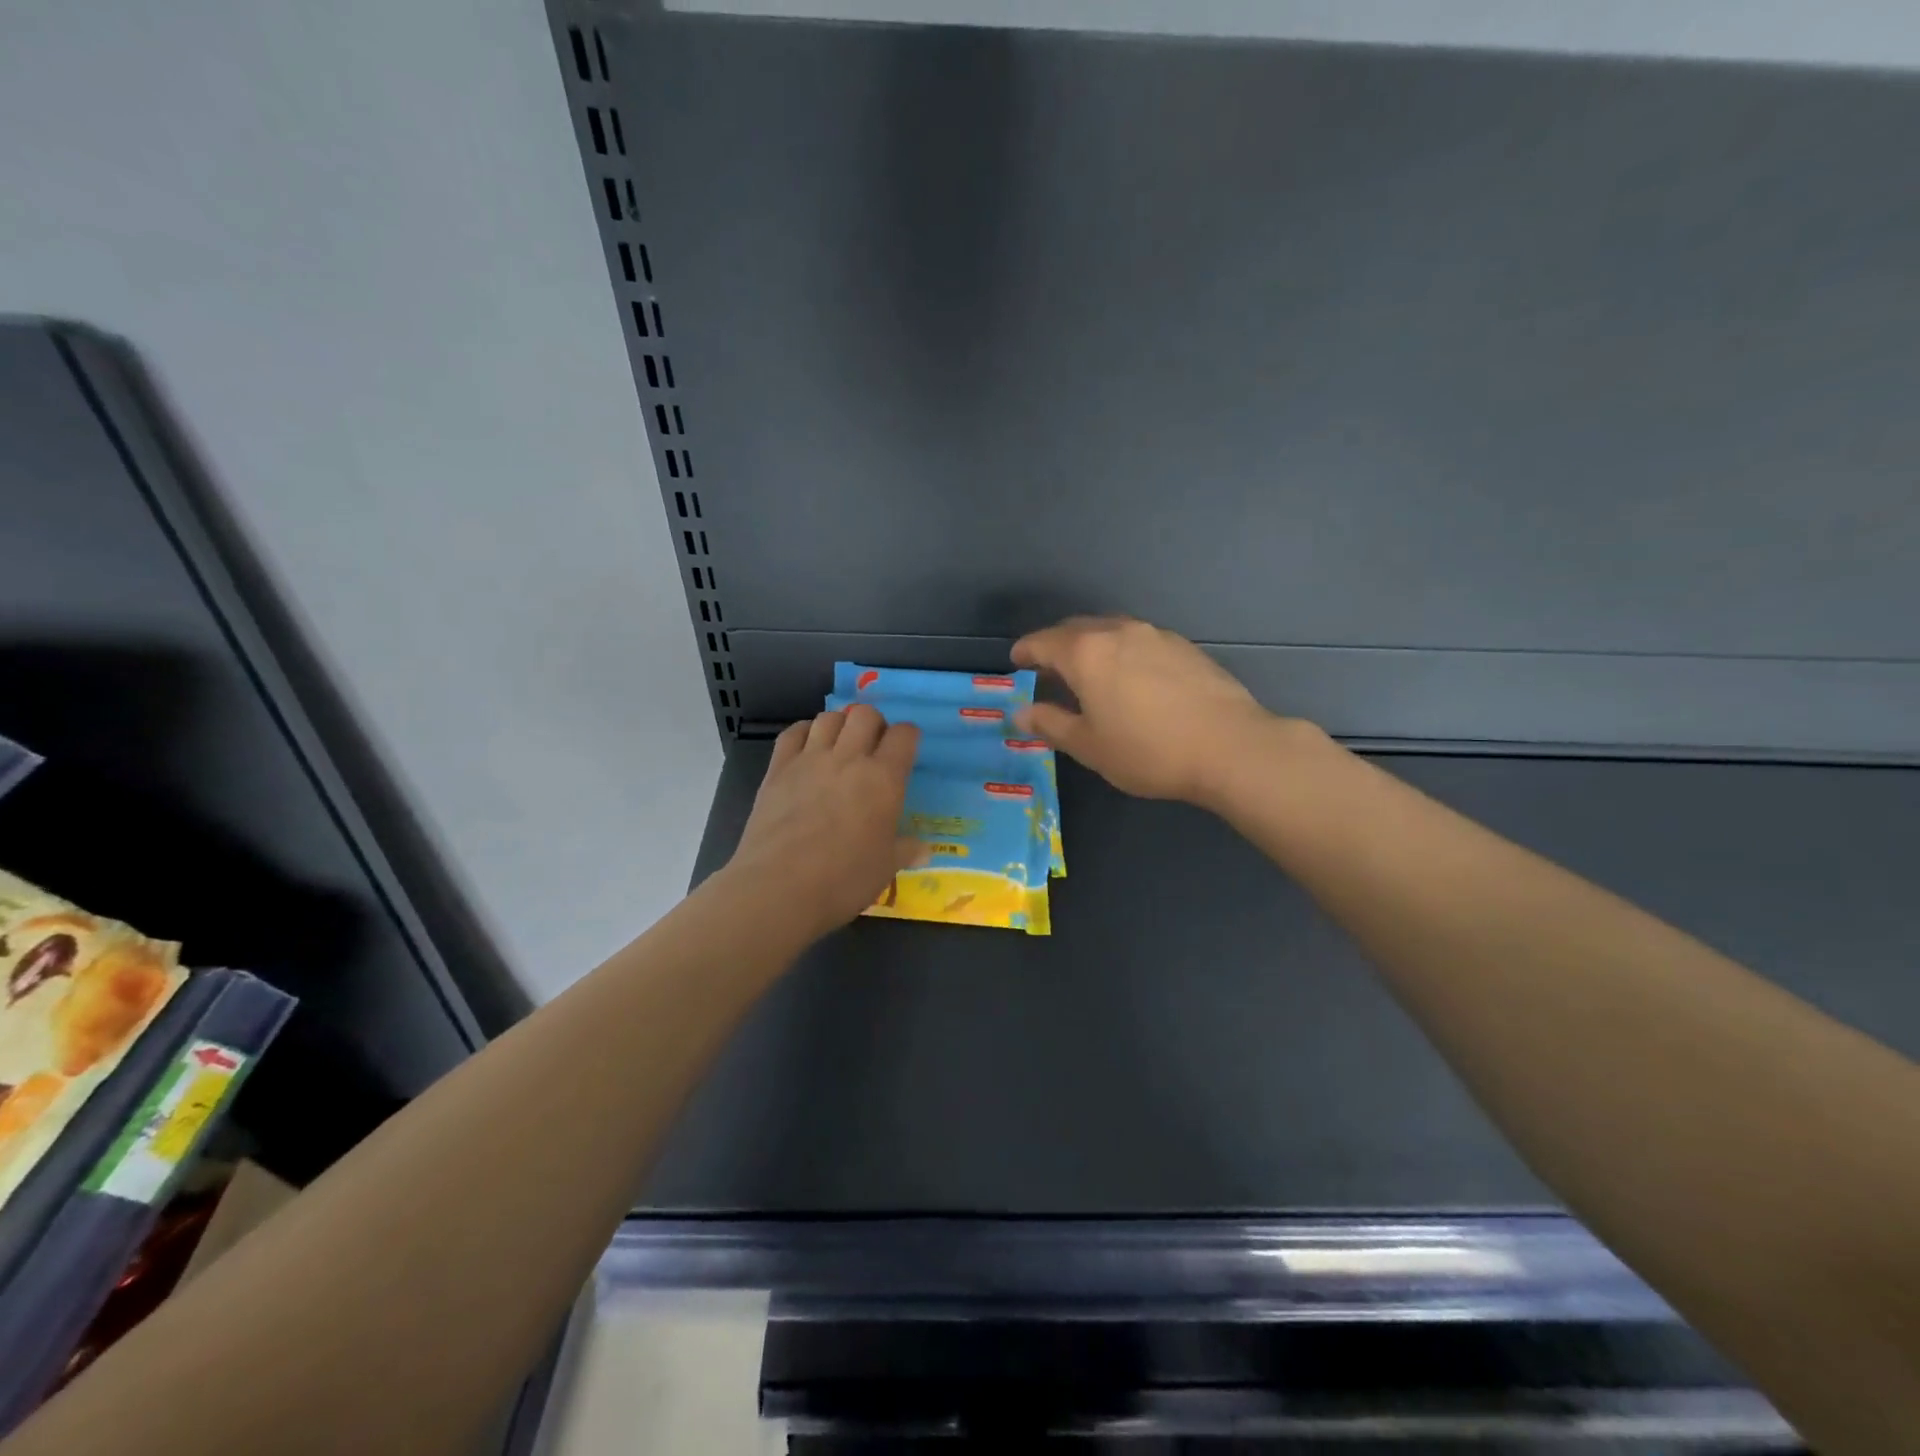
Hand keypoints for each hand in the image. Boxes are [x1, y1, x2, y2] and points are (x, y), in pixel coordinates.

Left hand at [726, 705, 922, 939]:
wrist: (779, 887)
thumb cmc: (843, 879)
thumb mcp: (885, 867)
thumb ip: (906, 850)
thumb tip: (925, 850)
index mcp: (884, 779)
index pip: (904, 735)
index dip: (908, 736)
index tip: (906, 747)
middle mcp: (849, 759)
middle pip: (865, 715)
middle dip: (874, 723)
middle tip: (873, 745)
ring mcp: (810, 759)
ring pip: (829, 717)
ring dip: (840, 724)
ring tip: (840, 744)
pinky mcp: (778, 768)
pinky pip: (793, 733)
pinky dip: (804, 732)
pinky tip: (808, 747)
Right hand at [1012, 616, 1286, 803]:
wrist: (1230, 746)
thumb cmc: (1148, 750)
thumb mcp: (1089, 746)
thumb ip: (1051, 724)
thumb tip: (1020, 714)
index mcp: (1086, 653)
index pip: (1044, 642)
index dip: (1026, 651)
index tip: (1016, 660)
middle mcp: (1118, 632)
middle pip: (1076, 628)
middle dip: (1056, 644)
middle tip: (1047, 667)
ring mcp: (1155, 635)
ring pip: (1110, 630)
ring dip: (1091, 644)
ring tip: (1088, 671)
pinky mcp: (1184, 646)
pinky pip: (1138, 639)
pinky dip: (1121, 650)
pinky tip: (1130, 676)